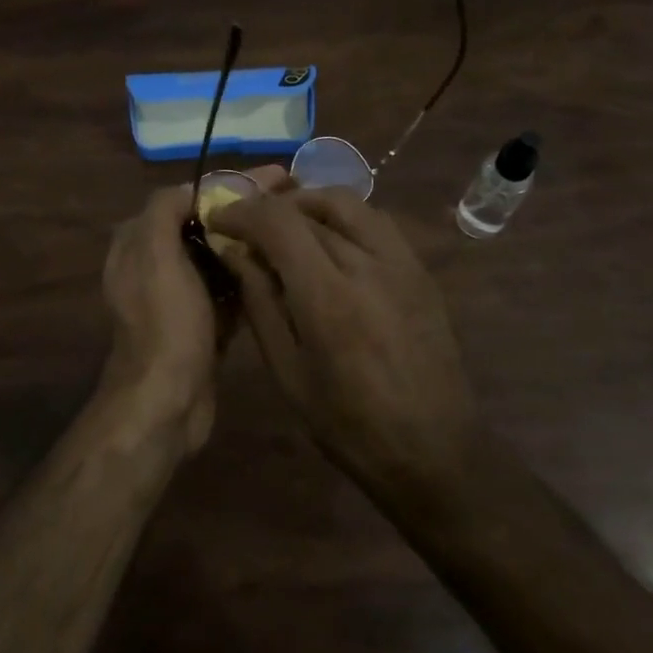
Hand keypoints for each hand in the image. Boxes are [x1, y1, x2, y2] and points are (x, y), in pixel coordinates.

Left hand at [99, 168, 287, 452]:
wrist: (168, 401)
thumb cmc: (165, 322)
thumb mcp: (155, 254)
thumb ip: (165, 209)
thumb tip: (193, 190)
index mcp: (139, 243)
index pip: (186, 198)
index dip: (228, 185)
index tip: (273, 176)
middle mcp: (156, 265)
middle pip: (206, 225)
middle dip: (246, 210)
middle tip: (294, 197)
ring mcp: (181, 297)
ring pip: (221, 257)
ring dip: (253, 241)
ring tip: (298, 225)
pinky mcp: (204, 324)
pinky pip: (231, 289)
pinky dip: (253, 276)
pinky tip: (287, 265)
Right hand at [209, 188, 477, 494]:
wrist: (433, 451)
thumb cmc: (347, 425)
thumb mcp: (288, 372)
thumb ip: (260, 303)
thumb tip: (236, 253)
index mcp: (328, 297)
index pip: (278, 222)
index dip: (242, 212)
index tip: (219, 222)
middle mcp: (368, 265)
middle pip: (310, 206)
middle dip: (269, 209)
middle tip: (248, 228)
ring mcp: (402, 263)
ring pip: (348, 202)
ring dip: (308, 204)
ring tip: (286, 228)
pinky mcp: (421, 270)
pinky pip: (376, 221)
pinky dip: (343, 217)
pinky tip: (329, 243)